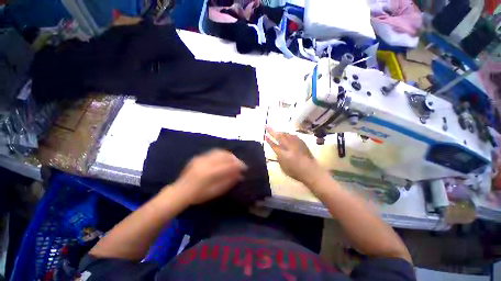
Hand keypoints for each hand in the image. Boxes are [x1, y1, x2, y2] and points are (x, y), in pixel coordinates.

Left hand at [171, 149, 246, 204]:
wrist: (180, 191)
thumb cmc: (199, 195)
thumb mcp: (216, 192)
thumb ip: (228, 182)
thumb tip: (240, 175)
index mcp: (210, 173)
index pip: (229, 166)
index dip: (238, 165)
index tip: (244, 167)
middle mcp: (206, 163)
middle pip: (225, 156)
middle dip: (235, 158)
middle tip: (240, 163)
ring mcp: (201, 158)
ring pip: (219, 152)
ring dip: (228, 155)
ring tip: (233, 160)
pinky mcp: (198, 156)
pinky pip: (213, 152)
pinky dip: (221, 154)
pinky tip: (223, 158)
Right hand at [265, 126, 320, 183]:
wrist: (311, 171)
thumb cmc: (295, 172)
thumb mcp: (283, 167)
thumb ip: (279, 158)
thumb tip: (277, 152)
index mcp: (283, 154)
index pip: (274, 145)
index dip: (268, 140)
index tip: (264, 135)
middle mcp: (289, 146)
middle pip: (279, 136)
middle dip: (271, 130)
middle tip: (266, 126)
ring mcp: (296, 143)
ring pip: (286, 134)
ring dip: (279, 132)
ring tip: (276, 131)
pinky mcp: (301, 142)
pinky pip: (292, 135)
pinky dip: (287, 134)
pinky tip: (287, 135)